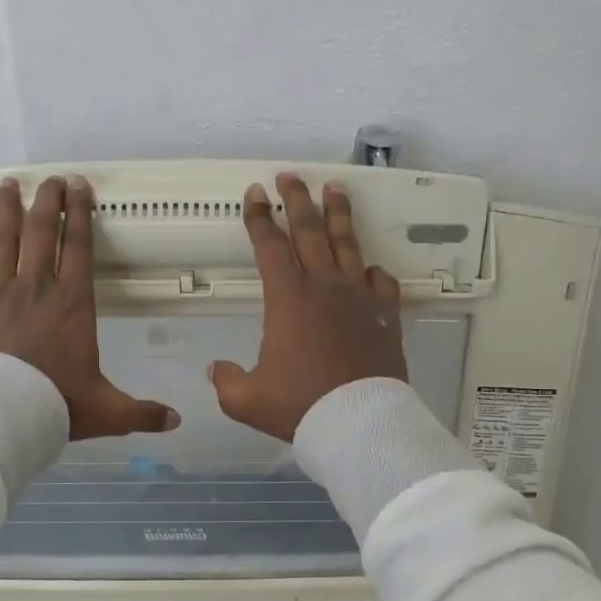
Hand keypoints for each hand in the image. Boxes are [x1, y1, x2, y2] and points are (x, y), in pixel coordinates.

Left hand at [0, 175, 179, 439]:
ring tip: (7, 185)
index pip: (79, 247)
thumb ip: (141, 413)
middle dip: (48, 201)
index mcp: (73, 303)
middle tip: (50, 179)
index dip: (80, 214)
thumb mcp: (107, 412)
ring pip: (3, 241)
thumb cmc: (57, 405)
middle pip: (41, 231)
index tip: (79, 187)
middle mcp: (36, 288)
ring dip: (7, 211)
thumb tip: (176, 421)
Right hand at [210, 175, 405, 440]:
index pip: (269, 247)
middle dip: (297, 200)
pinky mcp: (385, 316)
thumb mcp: (246, 400)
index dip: (259, 218)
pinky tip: (370, 268)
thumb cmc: (299, 406)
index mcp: (288, 299)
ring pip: (348, 245)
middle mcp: (324, 287)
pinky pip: (381, 284)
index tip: (254, 193)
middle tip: (290, 177)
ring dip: (339, 215)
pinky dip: (373, 272)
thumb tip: (215, 369)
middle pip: (310, 231)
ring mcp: (359, 298)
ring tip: (335, 190)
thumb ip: (226, 381)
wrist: (358, 423)